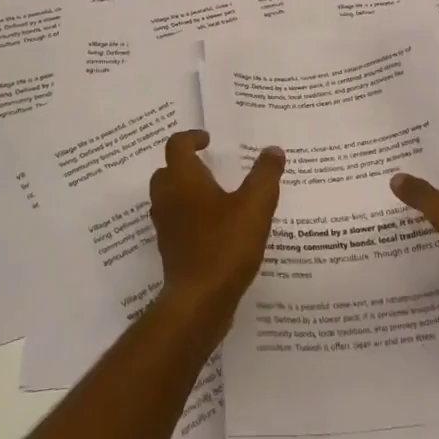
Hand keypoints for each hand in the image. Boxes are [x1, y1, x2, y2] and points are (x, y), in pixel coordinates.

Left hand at [149, 130, 284, 331]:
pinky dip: (188, 217)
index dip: (191, 137)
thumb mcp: (256, 204)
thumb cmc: (225, 244)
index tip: (209, 140)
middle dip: (186, 165)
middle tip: (210, 167)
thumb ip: (265, 174)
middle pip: (167, 171)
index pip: (177, 145)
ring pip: (168, 198)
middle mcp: (167, 198)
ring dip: (185, 191)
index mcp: (183, 179)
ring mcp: (165, 226)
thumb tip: (273, 150)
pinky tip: (214, 228)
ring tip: (214, 196)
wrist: (199, 301)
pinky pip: (175, 222)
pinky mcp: (169, 250)